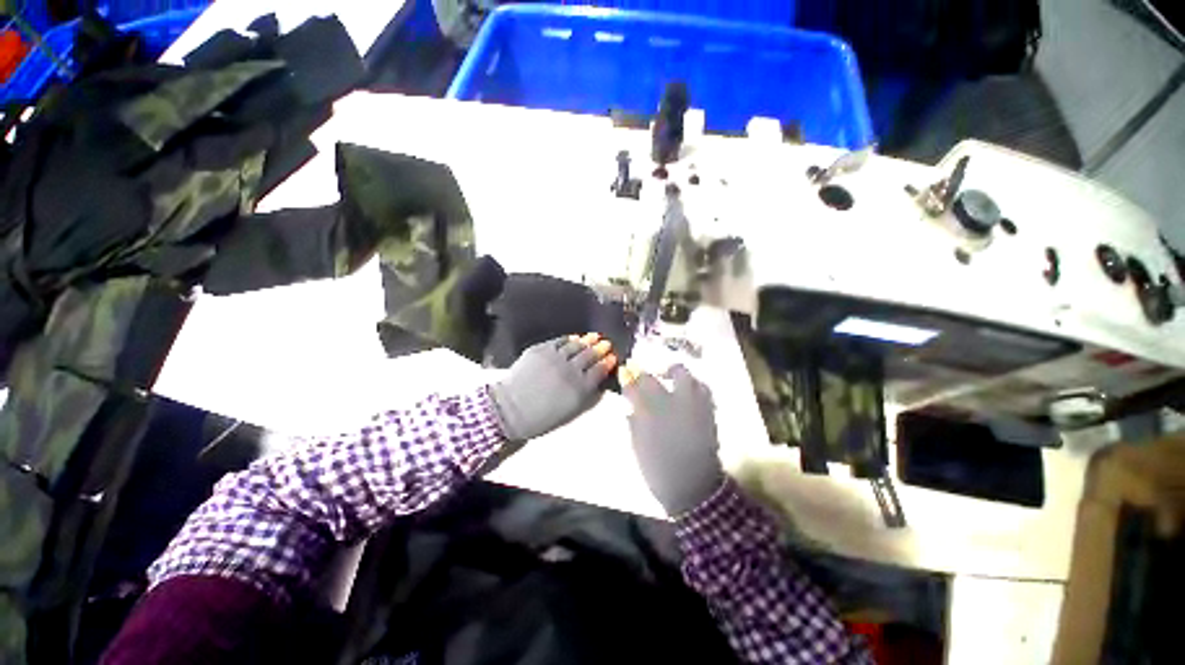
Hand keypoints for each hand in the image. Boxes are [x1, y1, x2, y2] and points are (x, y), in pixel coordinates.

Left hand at [490, 333, 616, 442]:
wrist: (509, 409)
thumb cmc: (542, 417)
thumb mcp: (571, 412)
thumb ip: (588, 396)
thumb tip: (599, 381)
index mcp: (580, 387)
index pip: (599, 370)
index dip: (607, 362)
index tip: (612, 357)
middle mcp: (570, 369)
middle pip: (590, 355)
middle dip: (600, 348)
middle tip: (606, 343)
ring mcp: (555, 357)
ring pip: (576, 345)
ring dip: (587, 340)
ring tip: (595, 336)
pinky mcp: (540, 350)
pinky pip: (559, 341)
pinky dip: (569, 339)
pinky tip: (574, 337)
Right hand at [621, 365, 723, 516]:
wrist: (692, 487)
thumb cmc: (658, 470)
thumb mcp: (638, 446)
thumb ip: (634, 422)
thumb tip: (631, 407)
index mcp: (649, 415)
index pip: (635, 387)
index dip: (628, 377)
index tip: (625, 371)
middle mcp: (671, 404)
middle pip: (656, 378)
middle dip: (648, 372)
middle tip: (646, 374)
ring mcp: (692, 406)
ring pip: (685, 376)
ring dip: (674, 373)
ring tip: (670, 378)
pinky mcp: (707, 412)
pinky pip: (702, 390)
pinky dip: (693, 386)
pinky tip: (688, 391)